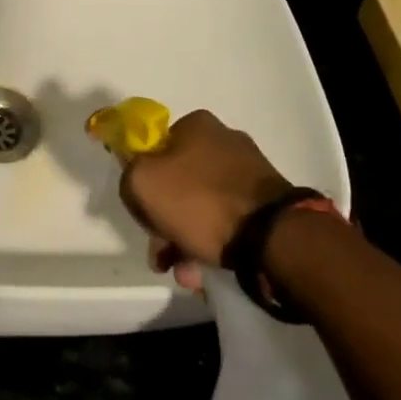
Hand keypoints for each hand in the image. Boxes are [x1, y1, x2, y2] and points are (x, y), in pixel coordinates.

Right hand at [117, 109, 292, 279]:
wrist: (272, 237)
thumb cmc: (200, 201)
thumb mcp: (142, 182)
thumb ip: (128, 174)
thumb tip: (137, 181)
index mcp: (196, 124)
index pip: (154, 149)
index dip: (143, 183)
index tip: (143, 214)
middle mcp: (224, 139)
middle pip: (178, 182)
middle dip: (165, 222)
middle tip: (162, 255)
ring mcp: (249, 171)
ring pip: (202, 205)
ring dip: (186, 240)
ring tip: (187, 274)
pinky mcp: (267, 201)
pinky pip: (228, 220)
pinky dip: (213, 243)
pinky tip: (206, 271)